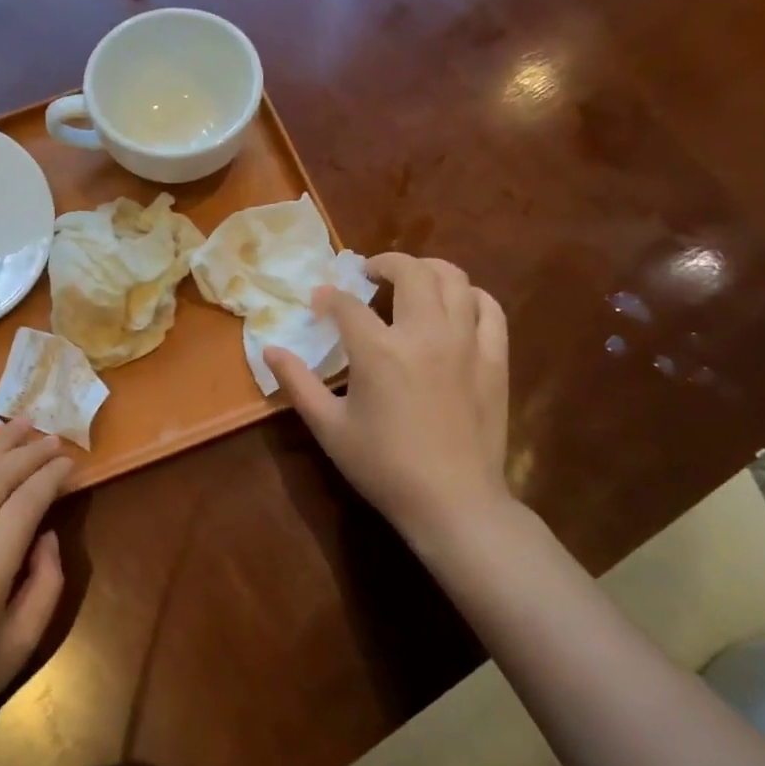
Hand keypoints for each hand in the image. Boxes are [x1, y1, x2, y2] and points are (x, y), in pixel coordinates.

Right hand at [265, 253, 511, 550]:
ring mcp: (466, 343)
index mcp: (379, 351)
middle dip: (385, 263)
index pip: (348, 304)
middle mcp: (425, 333)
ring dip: (428, 269)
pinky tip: (458, 304)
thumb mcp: (329, 427)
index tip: (319, 302)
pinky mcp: (494, 359)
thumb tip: (270, 350)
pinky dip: (471, 296)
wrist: (453, 502)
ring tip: (411, 280)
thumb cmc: (383, 467)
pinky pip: (489, 309)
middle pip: (410, 272)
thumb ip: (297, 383)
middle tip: (369, 275)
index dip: (329, 297)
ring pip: (455, 279)